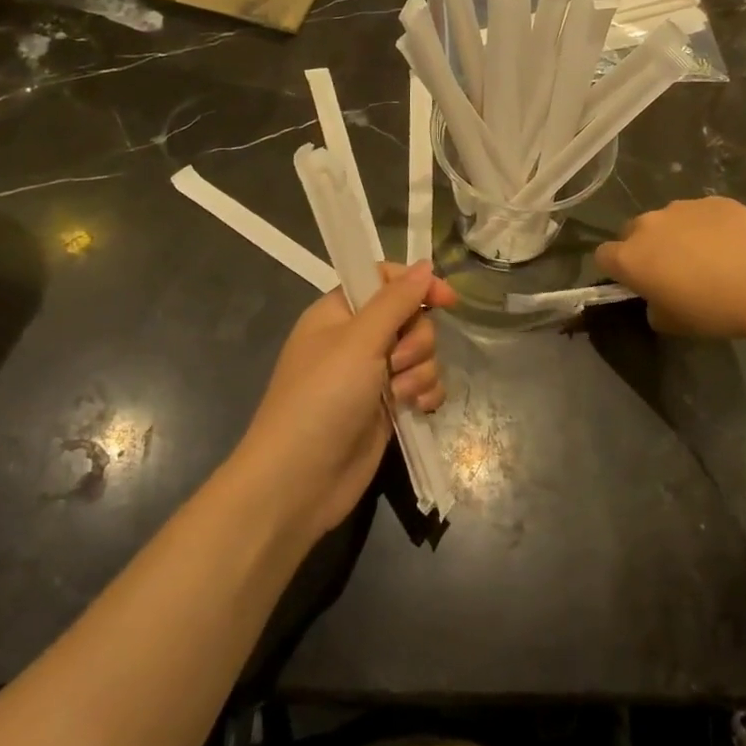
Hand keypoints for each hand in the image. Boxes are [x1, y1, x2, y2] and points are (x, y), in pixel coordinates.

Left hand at [237, 262, 458, 539]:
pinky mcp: (387, 407)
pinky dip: (426, 394)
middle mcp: (356, 340)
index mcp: (339, 313)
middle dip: (417, 340)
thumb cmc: (322, 399)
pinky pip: (423, 385)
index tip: (446, 299)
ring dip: (420, 371)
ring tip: (400, 395)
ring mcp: (372, 376)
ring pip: (421, 354)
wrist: (299, 480)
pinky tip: (418, 408)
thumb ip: (396, 301)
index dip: (415, 284)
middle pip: (410, 318)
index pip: (383, 279)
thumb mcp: (359, 341)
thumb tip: (425, 265)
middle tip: (396, 362)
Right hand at [595, 197, 745, 339]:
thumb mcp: (673, 323)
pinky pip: (700, 214)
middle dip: (645, 248)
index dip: (616, 270)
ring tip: (709, 258)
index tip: (636, 283)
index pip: (603, 256)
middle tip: (672, 271)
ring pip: (668, 220)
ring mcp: (682, 207)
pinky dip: (708, 227)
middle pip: (633, 232)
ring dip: (677, 236)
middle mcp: (649, 225)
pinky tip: (733, 246)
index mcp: (631, 257)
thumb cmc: (714, 309)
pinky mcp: (714, 200)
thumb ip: (654, 307)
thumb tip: (658, 297)